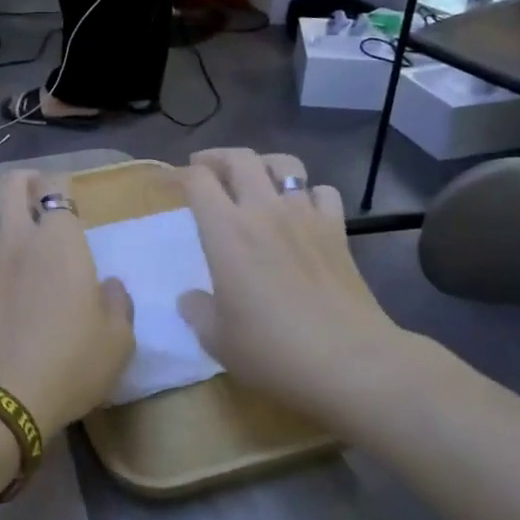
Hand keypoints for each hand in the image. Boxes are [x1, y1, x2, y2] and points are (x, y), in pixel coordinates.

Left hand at [0, 169, 133, 439]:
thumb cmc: (68, 366)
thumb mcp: (117, 342)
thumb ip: (117, 304)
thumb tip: (107, 285)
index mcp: (61, 241)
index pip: (57, 187)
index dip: (61, 185)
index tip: (67, 198)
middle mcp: (17, 235)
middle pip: (10, 183)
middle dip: (25, 181)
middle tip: (36, 197)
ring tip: (5, 223)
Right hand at [178, 149, 411, 418]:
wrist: (350, 362)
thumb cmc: (273, 350)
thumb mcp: (217, 339)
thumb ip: (198, 312)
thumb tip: (191, 299)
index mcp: (226, 231)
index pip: (198, 180)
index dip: (179, 175)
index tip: (169, 185)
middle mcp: (264, 211)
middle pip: (240, 158)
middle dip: (216, 157)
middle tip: (204, 169)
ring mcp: (306, 217)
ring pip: (285, 165)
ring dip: (263, 165)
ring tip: (253, 179)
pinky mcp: (338, 232)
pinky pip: (323, 192)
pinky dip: (308, 193)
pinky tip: (302, 211)